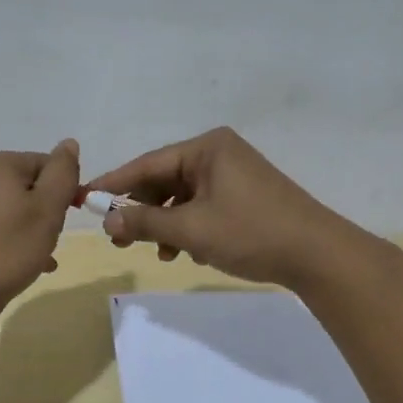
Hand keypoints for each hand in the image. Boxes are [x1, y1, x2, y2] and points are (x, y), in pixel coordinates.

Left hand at [0, 140, 81, 319]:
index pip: (49, 165)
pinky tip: (29, 264)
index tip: (69, 218)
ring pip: (18, 209)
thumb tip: (69, 143)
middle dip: (49, 212)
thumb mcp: (47, 208)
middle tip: (51, 238)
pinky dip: (18, 240)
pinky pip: (1, 226)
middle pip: (33, 186)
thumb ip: (62, 173)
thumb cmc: (8, 248)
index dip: (66, 190)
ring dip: (36, 229)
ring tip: (40, 255)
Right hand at [82, 127, 361, 288]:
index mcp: (207, 147)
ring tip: (161, 253)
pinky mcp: (245, 196)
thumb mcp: (192, 229)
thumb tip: (105, 221)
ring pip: (184, 197)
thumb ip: (145, 223)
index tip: (84, 201)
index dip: (114, 185)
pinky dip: (190, 227)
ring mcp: (235, 174)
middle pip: (165, 179)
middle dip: (143, 210)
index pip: (147, 163)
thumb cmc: (251, 232)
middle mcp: (219, 153)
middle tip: (119, 239)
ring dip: (167, 224)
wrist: (317, 255)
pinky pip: (203, 206)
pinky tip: (188, 252)